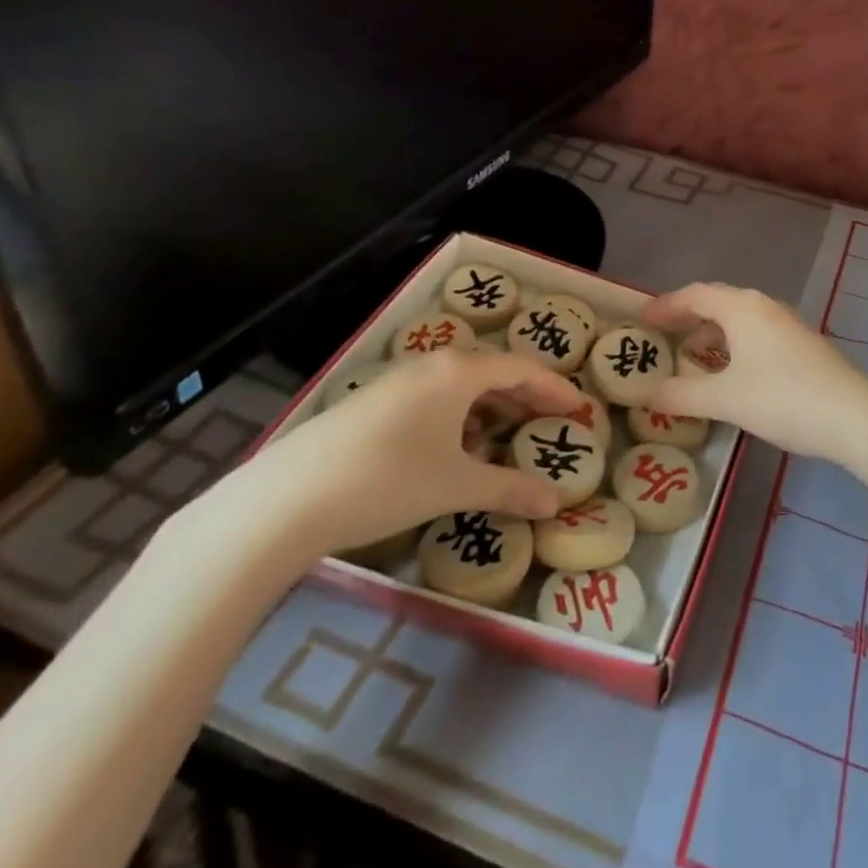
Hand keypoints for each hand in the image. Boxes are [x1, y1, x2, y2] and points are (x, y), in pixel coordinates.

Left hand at [214, 349, 574, 561]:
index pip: (522, 369)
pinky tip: (458, 445)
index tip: (579, 408)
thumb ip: (510, 488)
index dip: (555, 388)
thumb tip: (554, 502)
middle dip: (526, 396)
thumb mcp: (456, 485)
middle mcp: (430, 365)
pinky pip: (433, 398)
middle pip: (492, 372)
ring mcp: (396, 381)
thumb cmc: (389, 480)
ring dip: (491, 406)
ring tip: (511, 433)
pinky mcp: (372, 403)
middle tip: (552, 420)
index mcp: (458, 372)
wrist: (287, 498)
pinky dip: (459, 416)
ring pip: (459, 386)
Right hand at [639, 282, 867, 468]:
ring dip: (711, 335)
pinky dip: (733, 346)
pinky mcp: (801, 344)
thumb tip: (645, 394)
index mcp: (741, 307)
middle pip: (716, 303)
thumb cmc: (783, 399)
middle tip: (660, 337)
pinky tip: (730, 375)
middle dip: (686, 318)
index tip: (640, 320)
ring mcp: (786, 324)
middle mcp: (763, 306)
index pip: (694, 294)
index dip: (665, 305)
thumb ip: (681, 394)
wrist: (855, 417)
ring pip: (738, 320)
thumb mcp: (724, 400)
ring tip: (691, 359)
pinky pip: (755, 335)